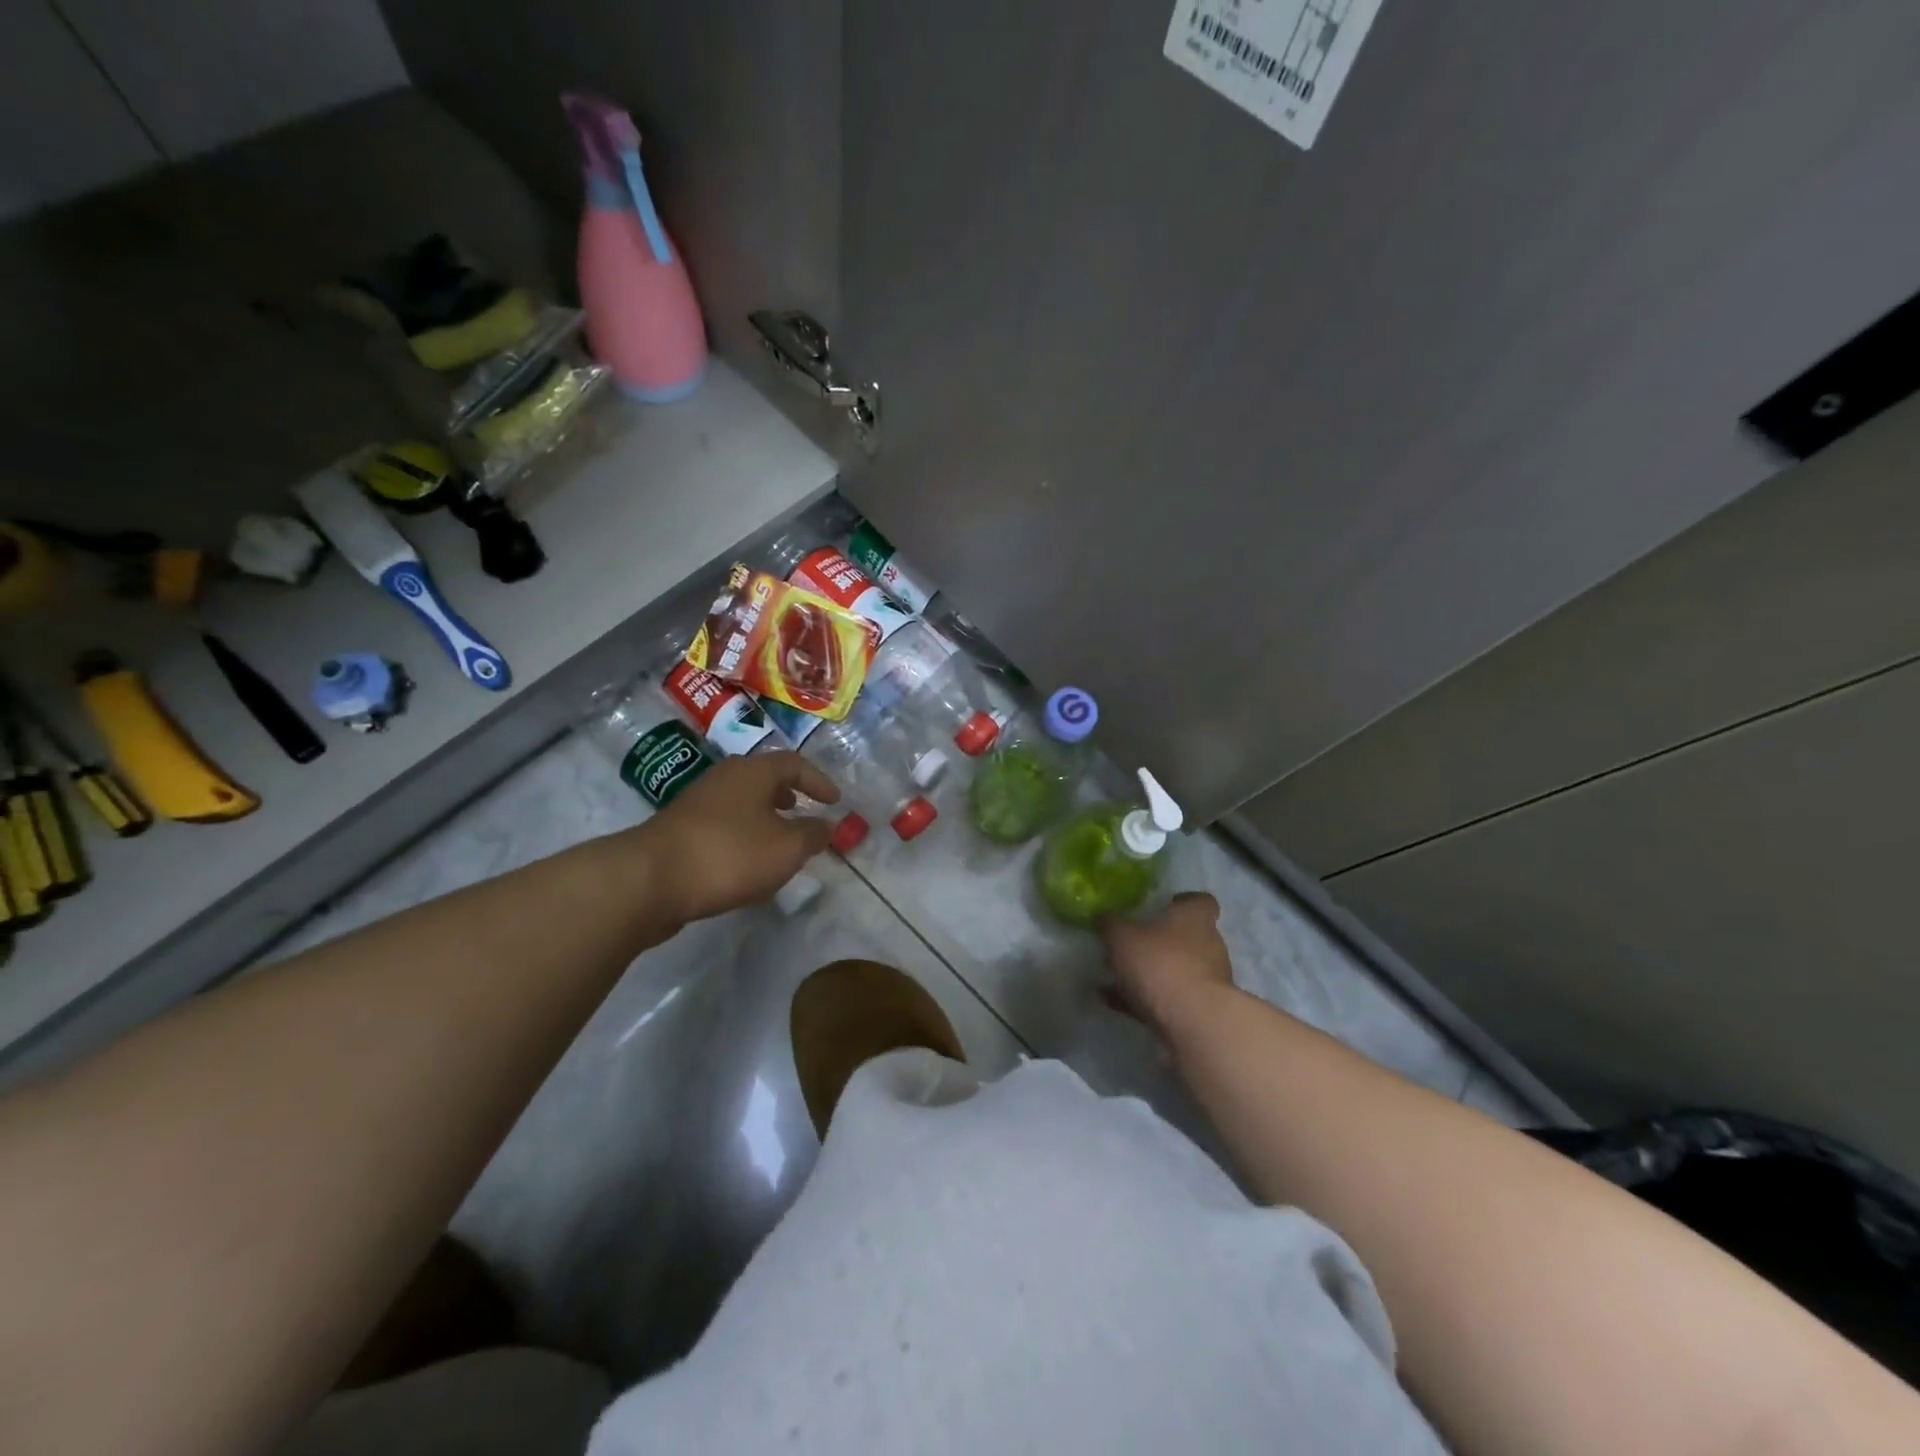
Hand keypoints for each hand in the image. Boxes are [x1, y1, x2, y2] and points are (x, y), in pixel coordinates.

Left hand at [641, 751, 839, 922]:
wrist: (650, 880)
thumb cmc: (729, 854)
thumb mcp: (786, 848)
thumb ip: (813, 835)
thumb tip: (828, 825)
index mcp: (753, 772)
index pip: (794, 763)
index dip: (818, 781)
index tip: (835, 801)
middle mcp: (724, 778)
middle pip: (763, 779)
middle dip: (788, 795)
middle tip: (804, 811)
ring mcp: (697, 803)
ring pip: (741, 803)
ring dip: (764, 818)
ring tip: (779, 842)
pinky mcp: (680, 831)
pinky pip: (723, 826)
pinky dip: (743, 838)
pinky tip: (747, 866)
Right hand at [1100, 893, 1235, 1042]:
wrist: (1193, 1023)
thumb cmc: (1160, 964)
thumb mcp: (1121, 938)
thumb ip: (1110, 924)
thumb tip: (1102, 916)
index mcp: (1195, 919)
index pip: (1200, 901)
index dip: (1184, 902)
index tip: (1165, 905)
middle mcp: (1208, 945)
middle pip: (1188, 937)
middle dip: (1161, 941)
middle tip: (1131, 944)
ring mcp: (1207, 981)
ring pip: (1176, 971)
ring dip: (1150, 974)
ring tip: (1113, 979)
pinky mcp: (1200, 1011)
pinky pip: (1168, 1000)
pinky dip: (1143, 1000)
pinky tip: (1113, 1003)